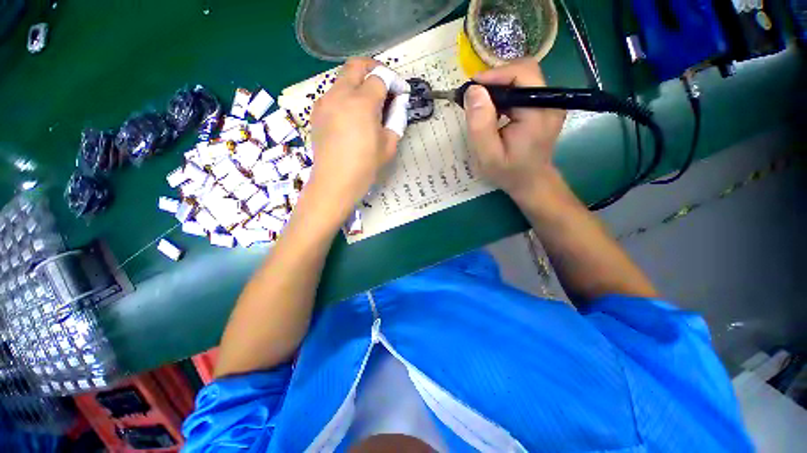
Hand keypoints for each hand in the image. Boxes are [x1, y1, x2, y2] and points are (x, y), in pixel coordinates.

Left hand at [307, 58, 403, 216]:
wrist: (334, 183)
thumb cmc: (365, 167)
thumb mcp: (389, 145)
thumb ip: (396, 119)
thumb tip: (398, 103)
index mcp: (362, 103)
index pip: (380, 77)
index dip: (394, 82)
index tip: (401, 93)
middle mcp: (340, 94)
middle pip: (357, 65)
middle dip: (374, 69)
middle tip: (385, 85)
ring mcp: (325, 102)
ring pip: (343, 78)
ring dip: (359, 82)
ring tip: (369, 103)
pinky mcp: (316, 112)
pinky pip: (332, 93)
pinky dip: (346, 95)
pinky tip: (352, 114)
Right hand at [464, 59, 566, 203]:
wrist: (530, 182)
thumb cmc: (508, 173)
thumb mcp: (488, 155)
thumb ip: (480, 125)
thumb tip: (473, 91)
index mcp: (539, 111)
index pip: (521, 74)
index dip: (494, 75)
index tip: (471, 88)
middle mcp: (550, 101)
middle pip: (523, 72)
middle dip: (495, 80)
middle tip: (474, 97)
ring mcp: (550, 102)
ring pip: (523, 79)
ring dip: (499, 87)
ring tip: (481, 105)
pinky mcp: (545, 106)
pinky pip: (523, 90)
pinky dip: (505, 94)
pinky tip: (494, 110)